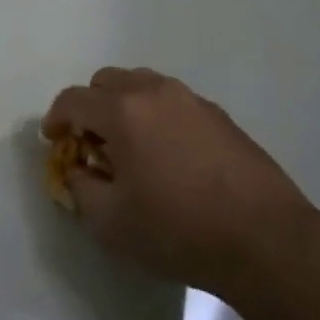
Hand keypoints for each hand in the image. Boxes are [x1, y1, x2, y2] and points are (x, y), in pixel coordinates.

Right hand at [42, 68, 316, 297]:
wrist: (264, 238)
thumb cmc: (177, 230)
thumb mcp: (110, 222)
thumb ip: (80, 188)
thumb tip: (78, 170)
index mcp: (123, 111)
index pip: (73, 100)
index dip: (56, 119)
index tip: (55, 143)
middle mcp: (156, 92)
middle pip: (107, 81)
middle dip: (90, 108)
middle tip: (92, 145)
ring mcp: (192, 100)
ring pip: (143, 86)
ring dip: (124, 108)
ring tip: (130, 149)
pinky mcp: (219, 115)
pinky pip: (172, 102)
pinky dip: (156, 117)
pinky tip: (167, 157)